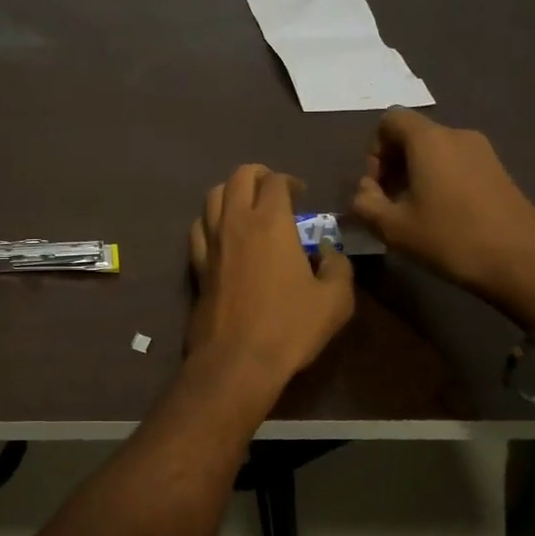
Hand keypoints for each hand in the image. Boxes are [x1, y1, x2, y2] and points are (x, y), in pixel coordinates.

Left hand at [186, 164, 354, 387]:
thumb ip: (338, 267)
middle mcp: (236, 222)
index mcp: (271, 222)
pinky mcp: (197, 264)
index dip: (290, 181)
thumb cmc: (289, 327)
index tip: (302, 195)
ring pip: (213, 197)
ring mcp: (211, 242)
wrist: (236, 359)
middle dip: (258, 175)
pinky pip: (198, 227)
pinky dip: (211, 220)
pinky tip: (223, 234)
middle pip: (239, 177)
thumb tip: (329, 251)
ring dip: (232, 192)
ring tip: (247, 207)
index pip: (275, 181)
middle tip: (274, 191)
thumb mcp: (335, 300)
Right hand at [349, 110, 534, 327]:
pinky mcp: (499, 171)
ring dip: (415, 175)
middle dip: (392, 166)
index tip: (376, 186)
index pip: (390, 120)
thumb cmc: (451, 239)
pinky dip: (439, 181)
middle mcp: (457, 135)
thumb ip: (364, 204)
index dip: (374, 149)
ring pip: (434, 152)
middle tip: (388, 204)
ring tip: (413, 214)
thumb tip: (363, 192)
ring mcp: (483, 152)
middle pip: (412, 136)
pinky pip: (456, 163)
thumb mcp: (393, 227)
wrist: (524, 263)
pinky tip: (441, 217)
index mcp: (429, 141)